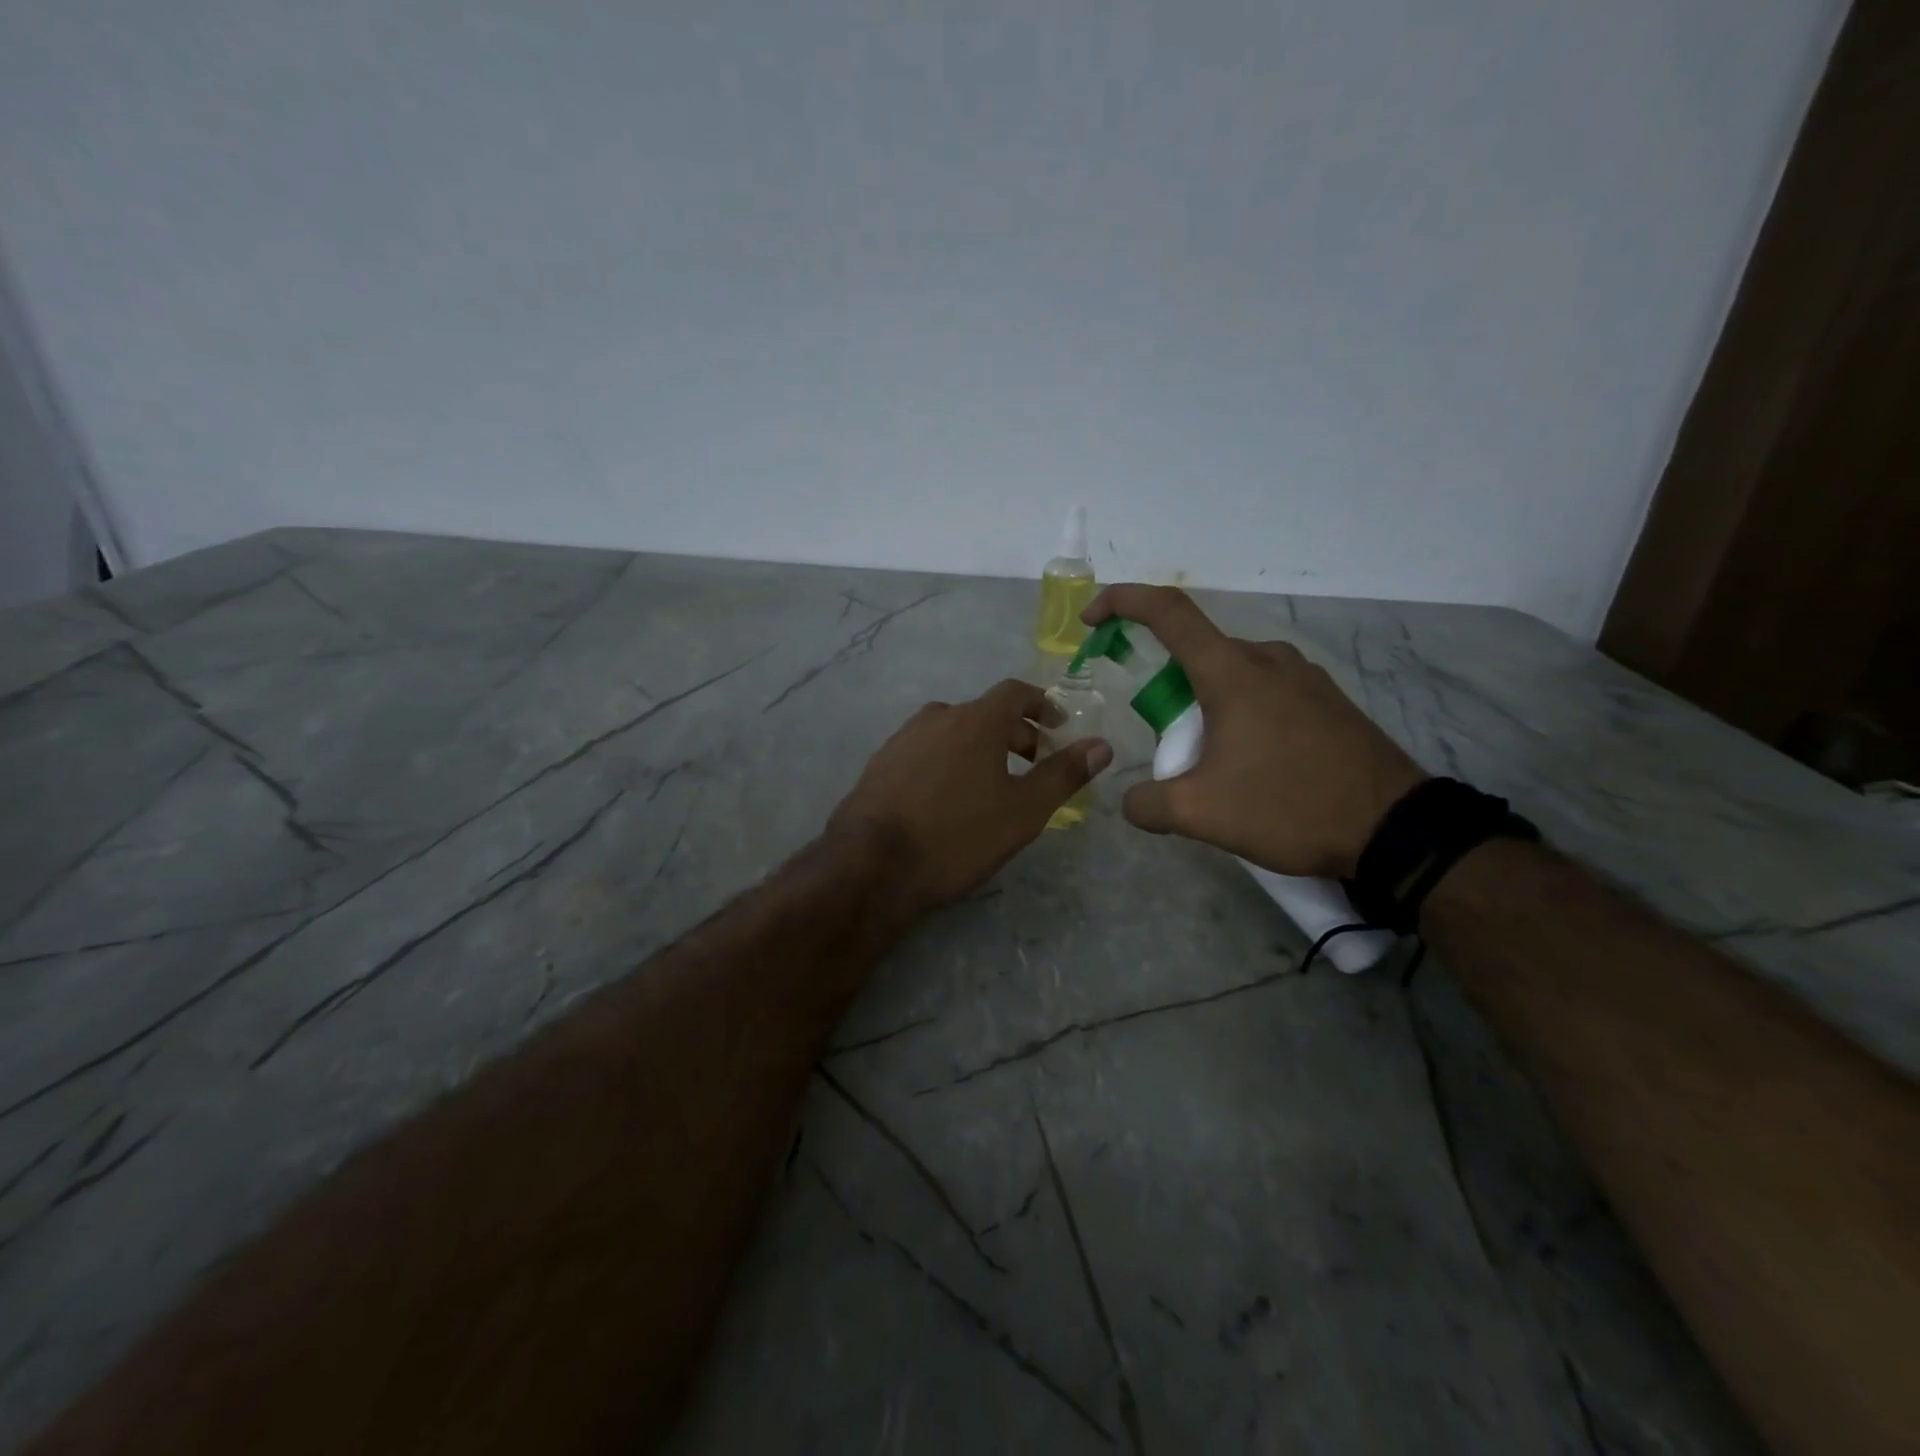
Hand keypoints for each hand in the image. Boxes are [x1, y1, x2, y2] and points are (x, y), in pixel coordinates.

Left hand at [828, 679, 1112, 915]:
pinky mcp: (879, 764)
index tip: (1057, 727)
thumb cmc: (958, 835)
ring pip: (952, 731)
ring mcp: (902, 739)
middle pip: (984, 713)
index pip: (1014, 692)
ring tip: (990, 784)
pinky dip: (947, 761)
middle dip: (1014, 733)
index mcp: (975, 720)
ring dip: (978, 747)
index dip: (1041, 704)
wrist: (872, 865)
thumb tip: (1101, 745)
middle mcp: (936, 717)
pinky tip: (946, 798)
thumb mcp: (1023, 811)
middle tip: (1032, 764)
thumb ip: (1063, 774)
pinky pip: (925, 751)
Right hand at [1083, 585, 1425, 878]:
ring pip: (1233, 675)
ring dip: (1206, 706)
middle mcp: (1267, 659)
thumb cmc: (1289, 805)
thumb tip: (1131, 802)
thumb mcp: (1202, 813)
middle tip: (1169, 745)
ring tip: (1213, 764)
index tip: (1092, 619)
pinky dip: (1240, 713)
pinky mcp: (1328, 700)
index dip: (1122, 602)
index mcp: (1231, 671)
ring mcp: (1304, 677)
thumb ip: (1149, 803)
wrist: (1394, 829)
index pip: (1167, 611)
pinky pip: (1266, 691)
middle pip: (1197, 653)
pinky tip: (1254, 764)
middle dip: (1168, 689)